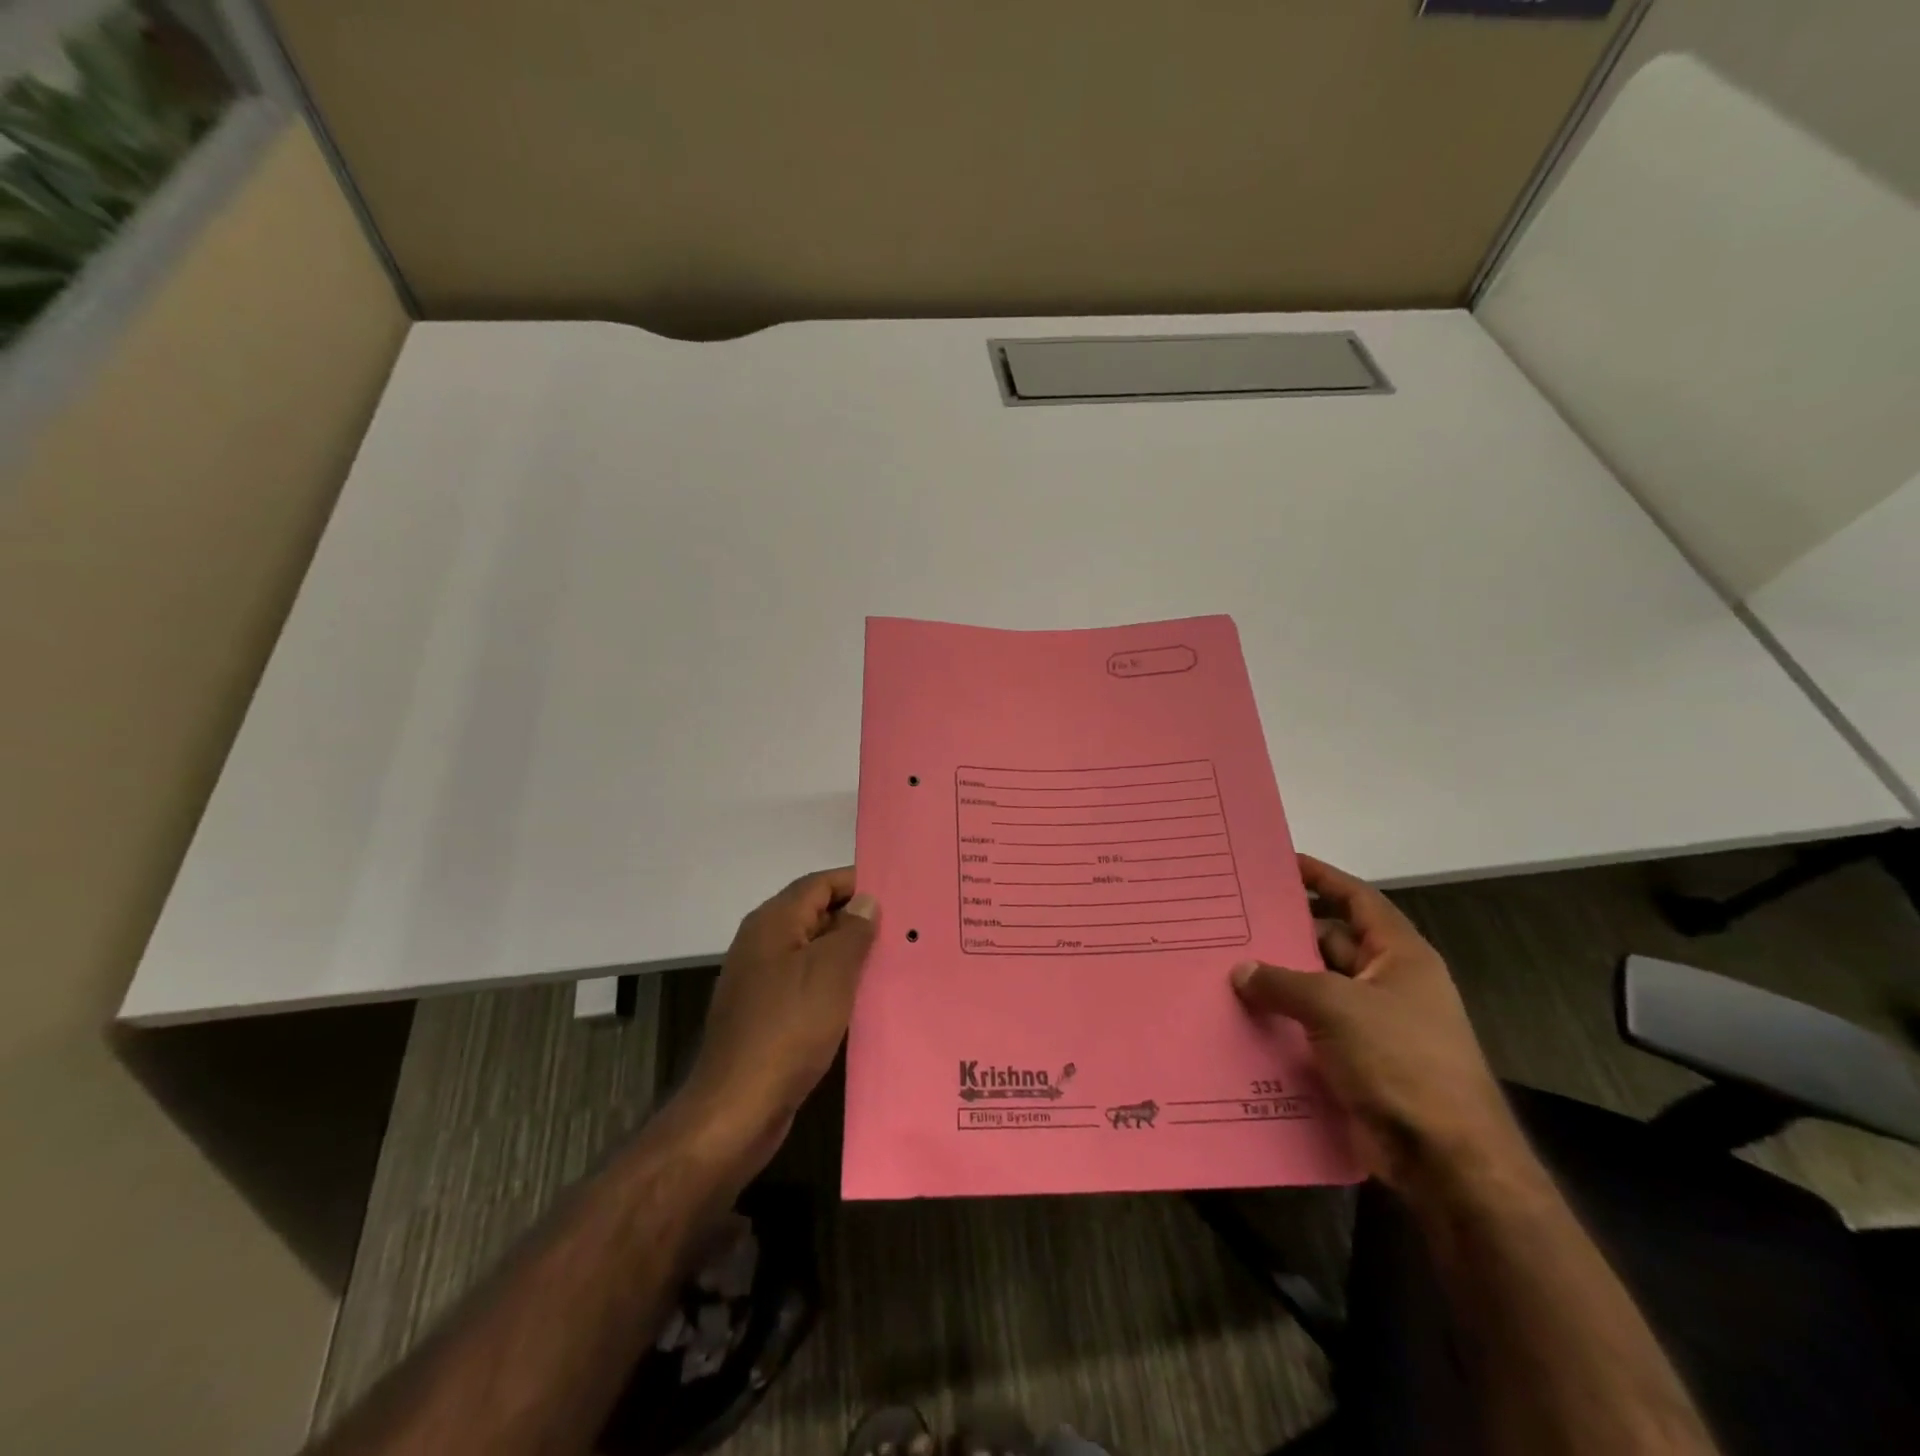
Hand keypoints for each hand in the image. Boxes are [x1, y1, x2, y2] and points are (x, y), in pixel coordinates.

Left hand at [673, 867, 878, 1175]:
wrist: (737, 1108)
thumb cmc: (787, 1029)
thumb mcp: (831, 972)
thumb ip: (852, 931)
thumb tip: (866, 901)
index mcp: (773, 922)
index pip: (820, 883)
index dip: (858, 882)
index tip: (899, 891)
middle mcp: (763, 942)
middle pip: (816, 914)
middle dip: (858, 918)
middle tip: (906, 926)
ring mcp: (762, 980)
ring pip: (814, 951)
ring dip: (850, 953)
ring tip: (895, 959)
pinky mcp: (767, 1014)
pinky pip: (808, 983)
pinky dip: (836, 983)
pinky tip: (865, 998)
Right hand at [1231, 855, 1523, 1192]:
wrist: (1444, 1159)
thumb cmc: (1400, 1061)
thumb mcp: (1336, 1007)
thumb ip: (1283, 982)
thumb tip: (1241, 971)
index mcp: (1399, 956)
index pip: (1357, 900)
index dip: (1322, 878)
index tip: (1281, 862)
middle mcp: (1387, 984)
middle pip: (1329, 943)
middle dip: (1285, 934)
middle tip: (1232, 921)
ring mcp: (1372, 1025)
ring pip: (1315, 989)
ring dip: (1277, 983)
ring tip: (1222, 967)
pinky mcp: (1356, 1062)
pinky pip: (1310, 1029)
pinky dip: (1280, 1023)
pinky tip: (1239, 1019)